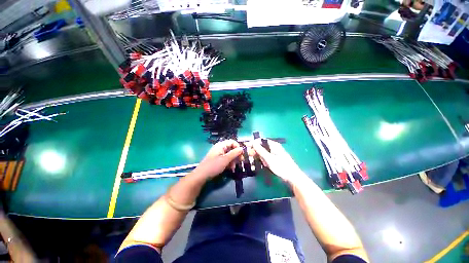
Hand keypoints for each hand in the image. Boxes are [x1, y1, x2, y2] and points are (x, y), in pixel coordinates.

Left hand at [193, 139, 243, 178]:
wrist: (201, 176)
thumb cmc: (213, 166)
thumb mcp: (225, 160)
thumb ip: (234, 153)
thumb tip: (242, 148)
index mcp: (221, 145)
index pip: (232, 142)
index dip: (238, 147)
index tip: (242, 154)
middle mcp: (220, 148)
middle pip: (231, 148)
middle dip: (236, 155)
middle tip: (241, 161)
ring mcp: (219, 154)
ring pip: (230, 154)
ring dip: (233, 160)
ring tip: (234, 167)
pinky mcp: (218, 160)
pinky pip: (226, 159)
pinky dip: (229, 163)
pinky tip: (231, 169)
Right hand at [252, 139, 306, 184]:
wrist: (293, 177)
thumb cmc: (281, 167)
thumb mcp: (269, 158)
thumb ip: (260, 150)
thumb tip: (253, 142)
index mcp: (273, 145)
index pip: (261, 140)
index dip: (253, 143)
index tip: (246, 147)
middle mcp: (274, 147)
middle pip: (262, 146)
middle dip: (257, 152)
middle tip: (252, 157)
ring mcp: (275, 153)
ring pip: (264, 153)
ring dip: (261, 157)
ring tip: (262, 163)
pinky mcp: (276, 158)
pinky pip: (267, 157)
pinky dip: (265, 160)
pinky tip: (266, 165)